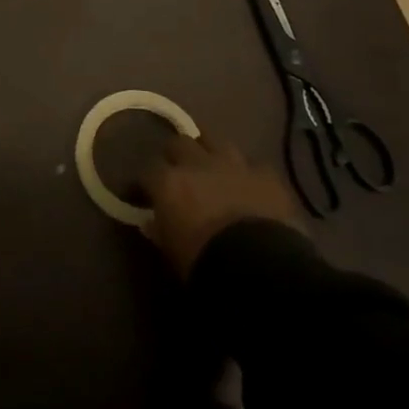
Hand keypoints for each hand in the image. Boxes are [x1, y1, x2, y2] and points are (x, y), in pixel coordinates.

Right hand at [138, 136, 305, 277]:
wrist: (260, 268)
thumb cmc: (205, 263)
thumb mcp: (172, 252)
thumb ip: (160, 230)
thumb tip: (151, 222)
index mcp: (169, 182)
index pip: (147, 172)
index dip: (144, 183)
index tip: (143, 194)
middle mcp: (197, 163)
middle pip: (179, 143)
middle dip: (176, 155)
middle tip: (178, 171)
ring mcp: (234, 164)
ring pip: (215, 141)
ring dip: (210, 152)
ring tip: (211, 166)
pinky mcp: (266, 174)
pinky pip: (252, 165)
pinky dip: (247, 173)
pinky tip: (248, 185)